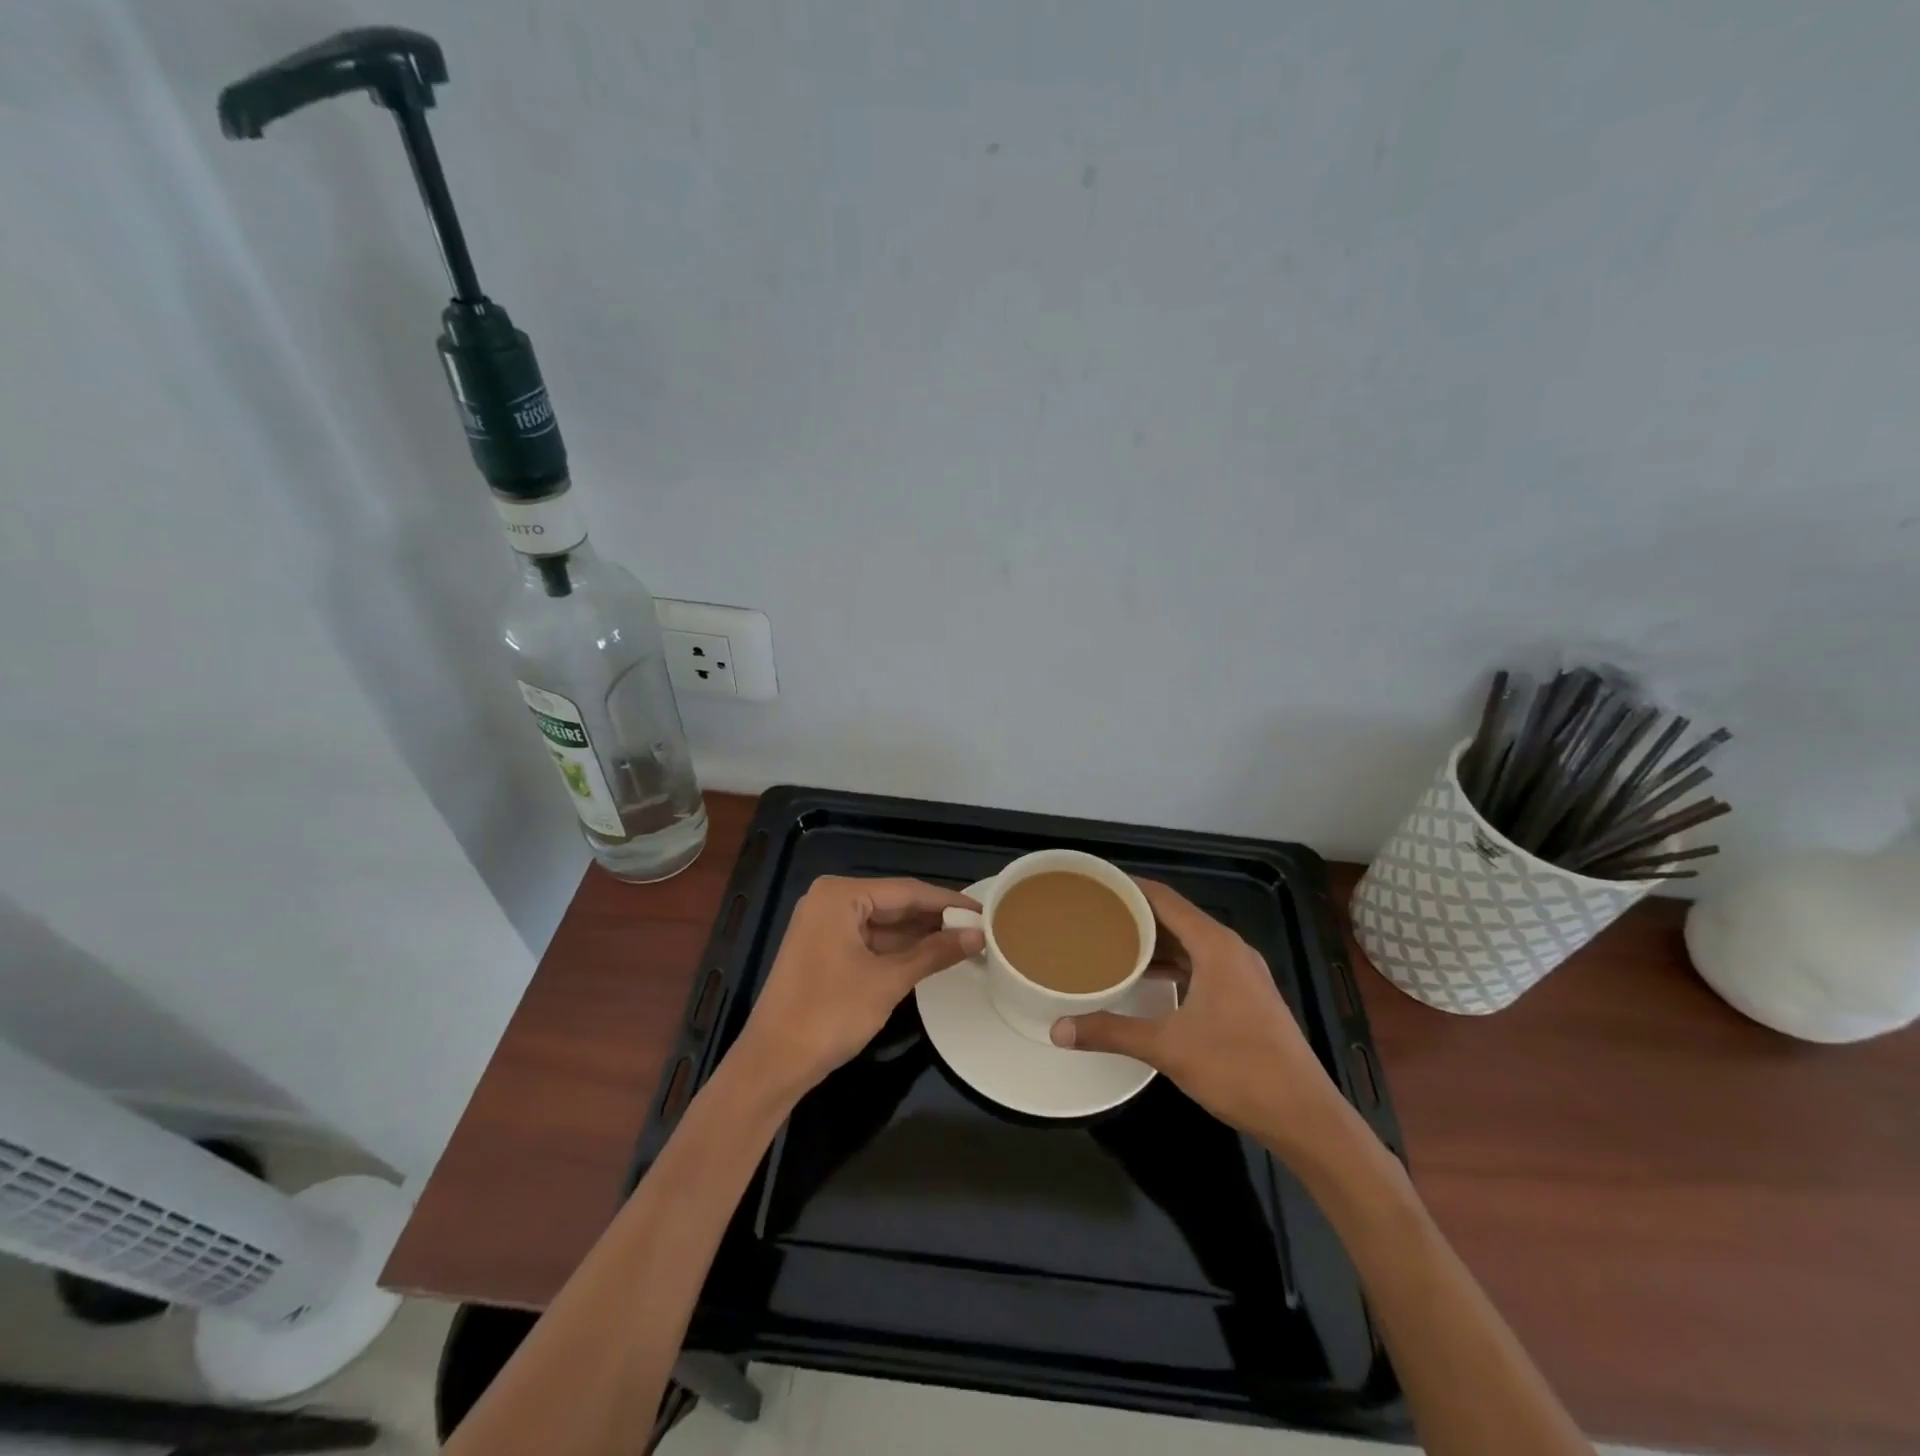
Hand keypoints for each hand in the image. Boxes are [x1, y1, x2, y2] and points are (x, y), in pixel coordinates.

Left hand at [732, 876, 983, 1097]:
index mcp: (840, 895)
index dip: (948, 902)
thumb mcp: (888, 981)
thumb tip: (978, 935)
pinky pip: (869, 940)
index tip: (985, 910)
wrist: (773, 1063)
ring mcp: (824, 925)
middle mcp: (830, 900)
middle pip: (894, 904)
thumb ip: (934, 952)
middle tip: (980, 927)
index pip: (907, 891)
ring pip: (883, 924)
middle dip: (935, 919)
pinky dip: (898, 949)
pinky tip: (930, 955)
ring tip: (965, 941)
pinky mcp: (823, 950)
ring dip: (919, 935)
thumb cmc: (830, 1014)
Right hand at [1050, 878, 1346, 1146]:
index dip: (1130, 887)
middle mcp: (1231, 949)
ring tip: (1112, 943)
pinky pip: (1202, 964)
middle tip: (1094, 915)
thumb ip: (1112, 1032)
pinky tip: (1148, 979)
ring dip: (1155, 941)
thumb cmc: (1238, 1069)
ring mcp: (1243, 974)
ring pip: (1190, 943)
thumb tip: (1058, 1030)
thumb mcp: (1168, 1048)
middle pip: (1177, 917)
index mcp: (1216, 946)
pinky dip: (1174, 964)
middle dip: (1136, 914)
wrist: (1305, 1116)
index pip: (1165, 898)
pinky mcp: (1247, 996)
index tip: (1096, 884)